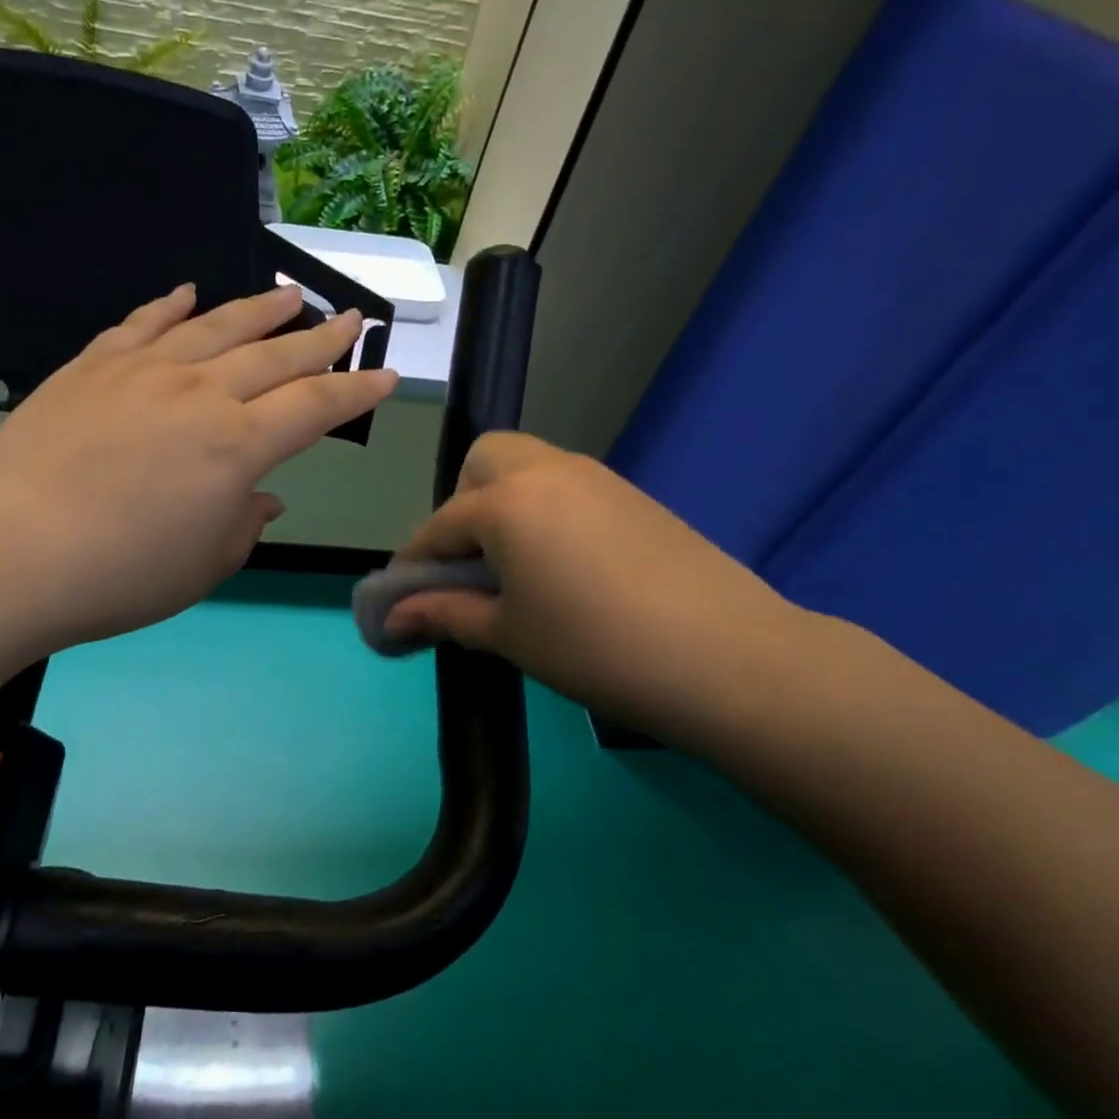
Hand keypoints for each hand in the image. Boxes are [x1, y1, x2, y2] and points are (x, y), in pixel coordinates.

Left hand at [0, 285, 395, 651]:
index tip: (385, 376)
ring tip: (288, 293)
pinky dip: (169, 305)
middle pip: (274, 355)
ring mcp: (142, 371)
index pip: (314, 407)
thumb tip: (263, 496)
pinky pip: (140, 323)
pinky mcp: (91, 366)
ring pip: (214, 327)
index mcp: (237, 446)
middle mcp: (199, 393)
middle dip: (320, 338)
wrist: (9, 552)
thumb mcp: (203, 567)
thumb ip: (243, 525)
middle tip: (350, 318)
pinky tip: (187, 292)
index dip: (354, 392)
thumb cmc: (119, 576)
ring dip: (257, 309)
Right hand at [385, 432, 811, 743]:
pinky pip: (568, 487)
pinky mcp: (634, 496)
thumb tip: (392, 618)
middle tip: (472, 564)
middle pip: (484, 461)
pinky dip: (546, 512)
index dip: (415, 564)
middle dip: (462, 505)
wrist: (726, 656)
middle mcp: (547, 471)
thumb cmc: (594, 646)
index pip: (440, 525)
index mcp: (506, 502)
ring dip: (504, 504)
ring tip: (516, 569)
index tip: (403, 601)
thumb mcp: (508, 634)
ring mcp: (597, 478)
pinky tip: (565, 568)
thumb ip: (444, 614)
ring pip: (529, 467)